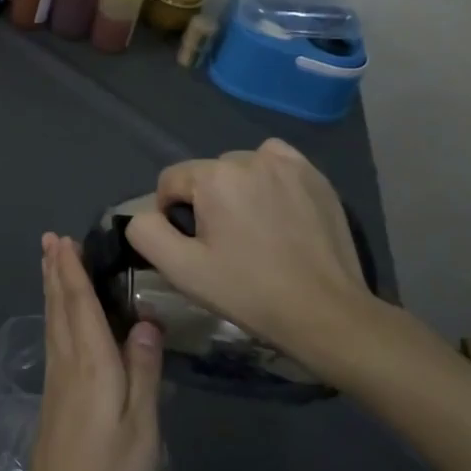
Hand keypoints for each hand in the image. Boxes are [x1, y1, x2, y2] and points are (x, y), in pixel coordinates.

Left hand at [8, 234, 163, 470]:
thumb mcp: (141, 429)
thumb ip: (142, 372)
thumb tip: (144, 321)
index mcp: (90, 365)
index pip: (78, 305)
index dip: (71, 271)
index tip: (61, 240)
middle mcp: (67, 365)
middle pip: (59, 308)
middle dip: (55, 272)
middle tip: (49, 241)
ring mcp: (57, 385)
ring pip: (52, 323)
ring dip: (51, 291)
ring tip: (49, 266)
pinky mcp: (54, 403)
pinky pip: (53, 342)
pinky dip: (54, 318)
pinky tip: (58, 322)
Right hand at [125, 138, 395, 383]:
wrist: (325, 312)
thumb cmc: (248, 291)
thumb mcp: (182, 270)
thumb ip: (147, 233)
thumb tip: (144, 215)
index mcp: (215, 176)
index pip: (170, 181)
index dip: (171, 214)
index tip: (192, 246)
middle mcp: (250, 158)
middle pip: (206, 174)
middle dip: (206, 202)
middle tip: (224, 244)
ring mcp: (288, 165)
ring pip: (241, 169)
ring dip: (237, 191)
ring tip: (253, 230)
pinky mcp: (316, 177)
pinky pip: (276, 164)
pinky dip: (269, 180)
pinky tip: (277, 212)